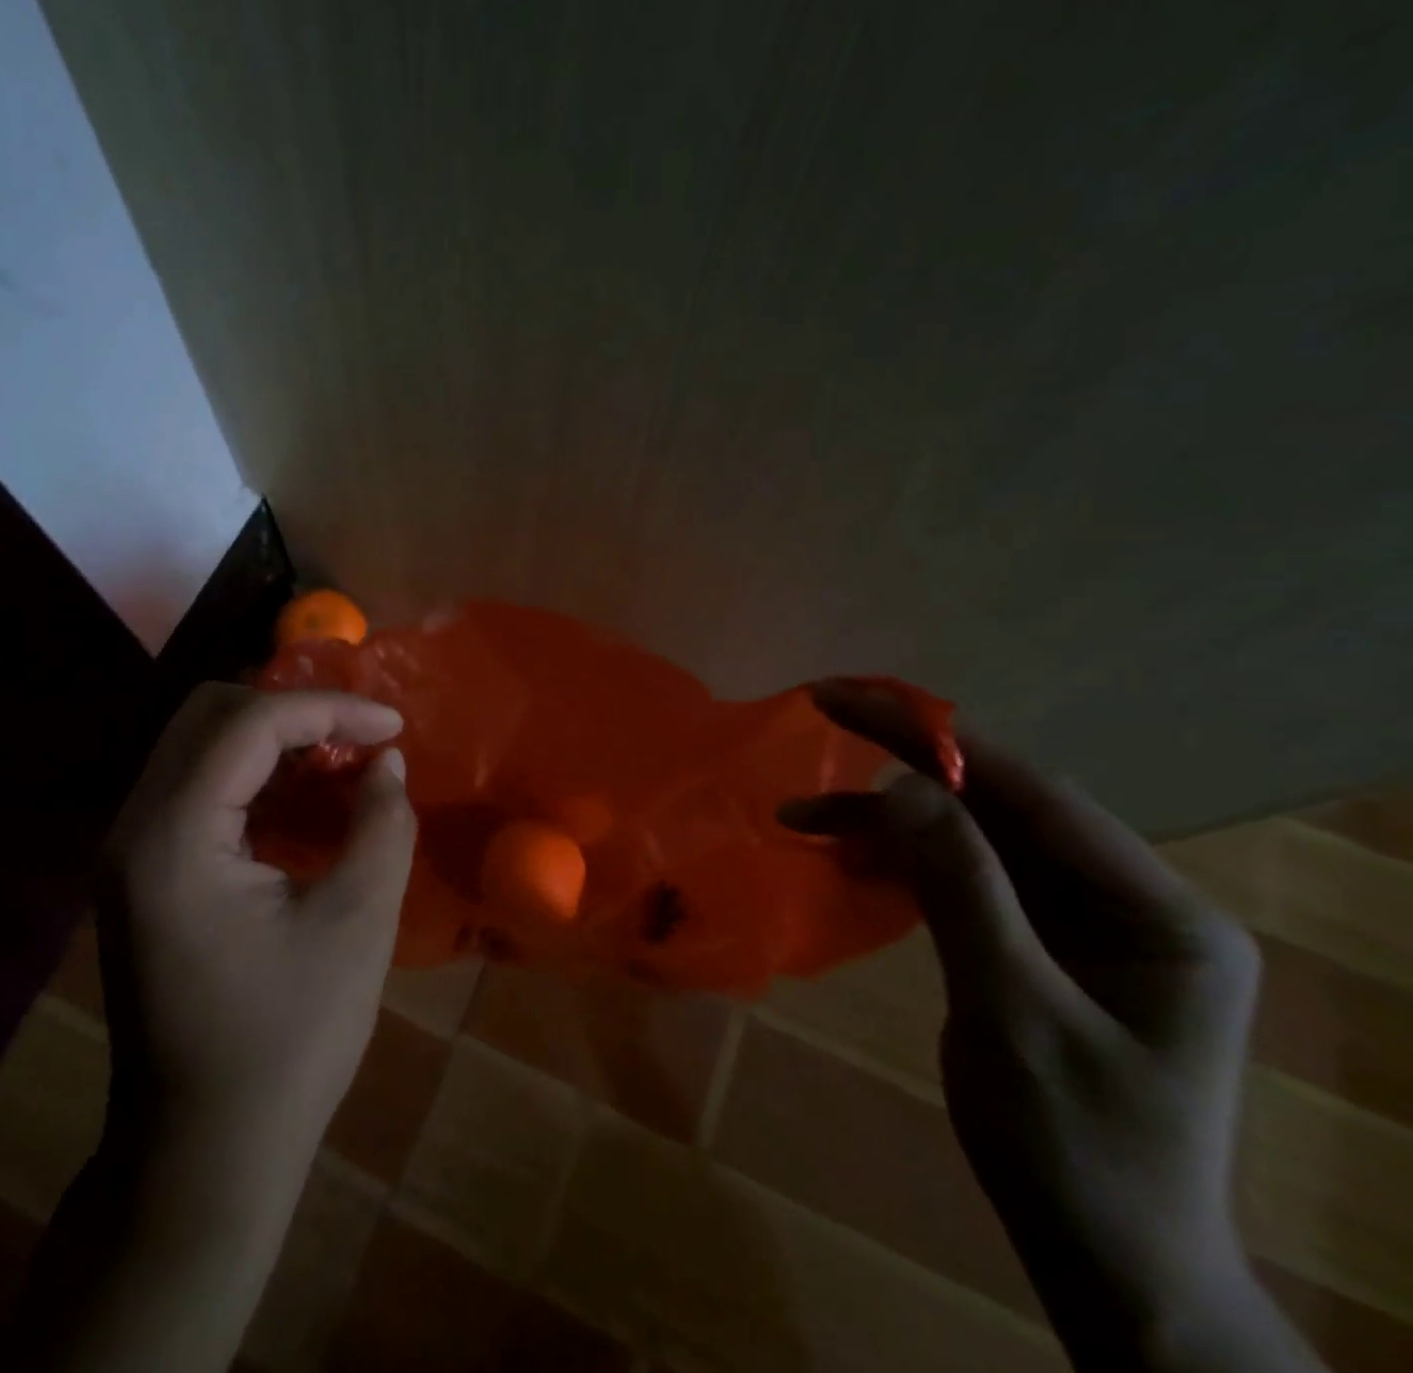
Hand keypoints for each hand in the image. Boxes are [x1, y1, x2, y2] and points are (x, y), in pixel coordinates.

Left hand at [98, 683, 415, 1153]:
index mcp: (174, 837)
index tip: (393, 724)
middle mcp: (135, 827)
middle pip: (210, 714)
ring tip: (343, 759)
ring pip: (201, 743)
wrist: (203, 1154)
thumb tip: (387, 762)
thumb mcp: (357, 926)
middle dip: (294, 710)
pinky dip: (256, 773)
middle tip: (361, 736)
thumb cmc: (287, 1044)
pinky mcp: (145, 871)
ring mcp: (131, 850)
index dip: (328, 709)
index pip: (248, 724)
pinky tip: (305, 796)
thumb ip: (381, 825)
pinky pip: (199, 786)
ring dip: (275, 738)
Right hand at [780, 680, 1321, 1372]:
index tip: (854, 701)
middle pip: (1002, 807)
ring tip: (805, 817)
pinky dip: (900, 863)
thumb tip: (900, 786)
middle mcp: (1127, 900)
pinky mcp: (1037, 940)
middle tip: (823, 718)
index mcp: (1158, 912)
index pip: (1038, 796)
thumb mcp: (1012, 1012)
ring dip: (889, 823)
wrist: (1106, 1260)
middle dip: (905, 769)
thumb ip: (962, 888)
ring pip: (973, 839)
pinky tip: (846, 857)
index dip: (941, 741)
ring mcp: (1081, 921)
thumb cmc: (1075, 1145)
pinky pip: (962, 877)